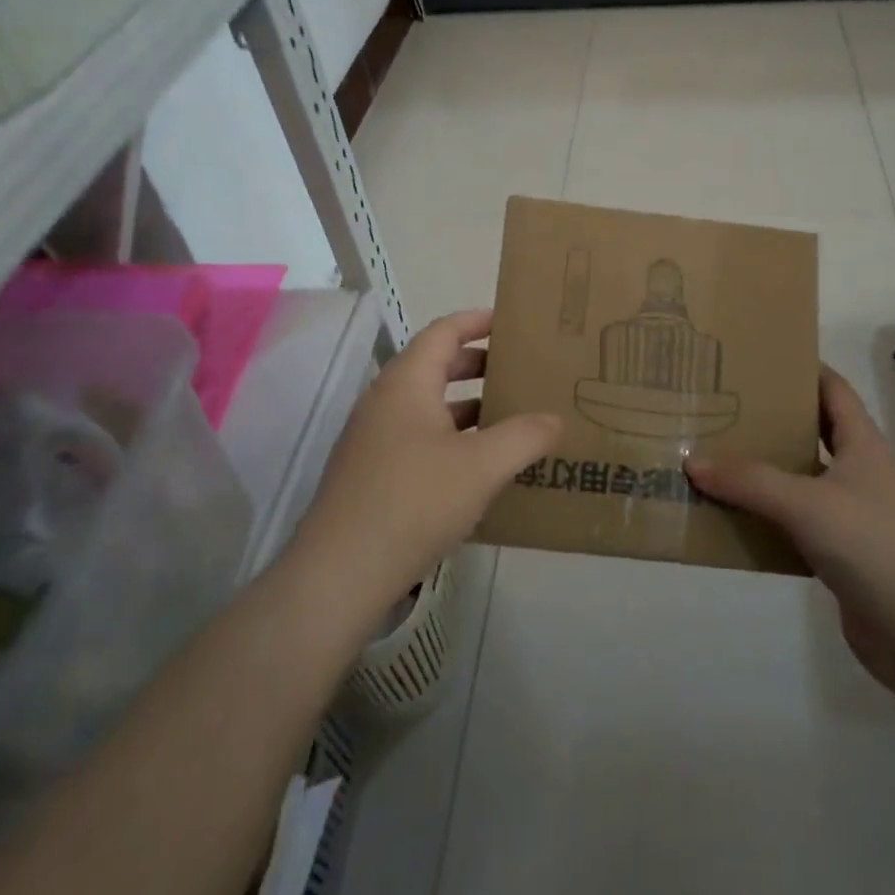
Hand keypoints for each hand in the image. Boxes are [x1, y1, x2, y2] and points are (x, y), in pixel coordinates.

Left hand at [294, 309, 560, 608]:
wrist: (340, 574)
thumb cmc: (413, 501)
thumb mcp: (481, 466)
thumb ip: (524, 437)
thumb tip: (555, 419)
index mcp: (406, 383)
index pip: (444, 331)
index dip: (478, 320)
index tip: (513, 322)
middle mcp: (385, 401)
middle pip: (436, 366)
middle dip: (479, 365)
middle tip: (521, 370)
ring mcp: (374, 439)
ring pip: (428, 407)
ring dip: (468, 406)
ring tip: (510, 417)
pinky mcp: (371, 474)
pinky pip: (419, 439)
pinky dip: (452, 438)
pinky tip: (480, 467)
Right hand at [687, 366, 894, 697]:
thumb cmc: (871, 545)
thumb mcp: (804, 503)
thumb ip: (748, 480)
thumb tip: (693, 461)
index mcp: (863, 444)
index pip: (833, 389)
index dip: (801, 369)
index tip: (757, 358)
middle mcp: (860, 472)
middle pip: (813, 432)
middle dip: (772, 419)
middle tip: (723, 405)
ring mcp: (853, 514)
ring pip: (801, 480)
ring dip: (765, 471)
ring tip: (717, 455)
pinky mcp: (842, 554)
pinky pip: (796, 523)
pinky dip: (768, 517)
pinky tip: (734, 516)